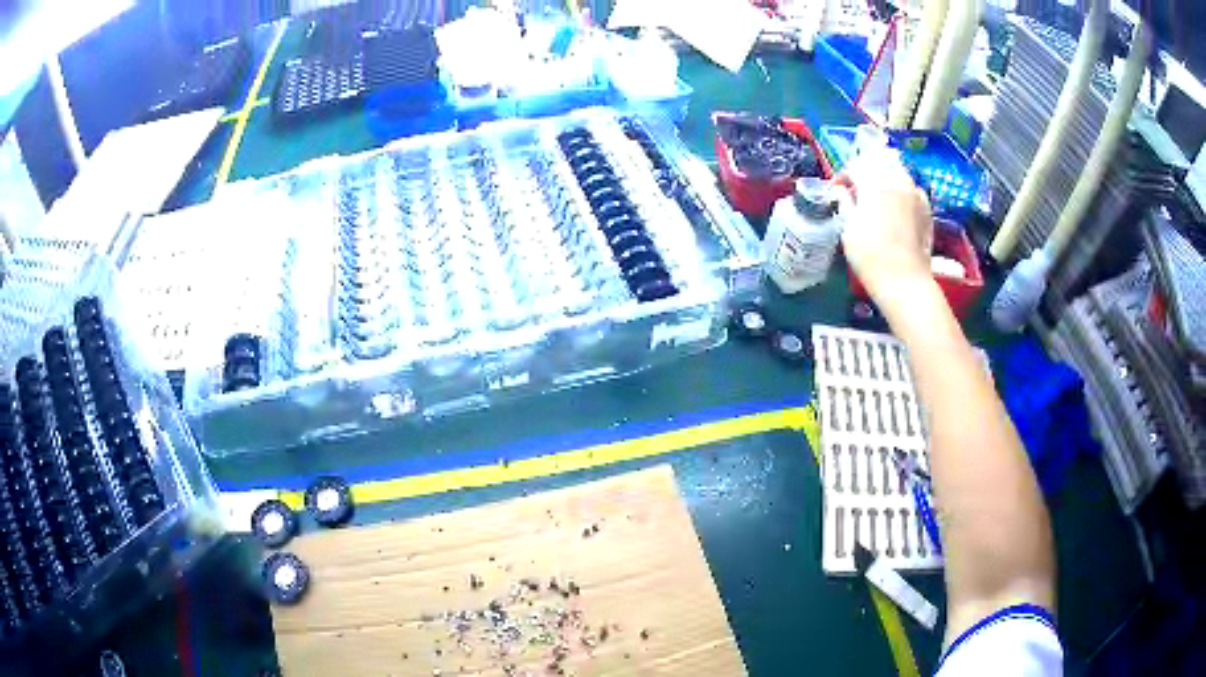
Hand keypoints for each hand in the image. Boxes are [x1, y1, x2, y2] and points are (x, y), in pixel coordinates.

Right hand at [833, 149, 933, 306]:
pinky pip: (911, 187)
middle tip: (856, 186)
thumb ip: (845, 202)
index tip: (837, 190)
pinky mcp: (926, 208)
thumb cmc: (870, 256)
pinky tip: (896, 204)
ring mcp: (915, 193)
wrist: (904, 281)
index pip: (855, 166)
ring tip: (876, 194)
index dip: (843, 175)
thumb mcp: (848, 228)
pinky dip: (901, 189)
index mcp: (874, 183)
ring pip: (897, 170)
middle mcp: (897, 180)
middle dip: (865, 169)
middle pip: (879, 161)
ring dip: (884, 176)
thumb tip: (841, 191)